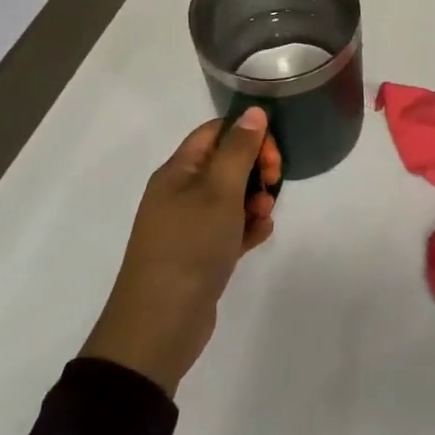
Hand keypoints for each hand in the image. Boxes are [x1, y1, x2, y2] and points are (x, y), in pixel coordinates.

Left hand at [82, 108, 282, 395]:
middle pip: (226, 163)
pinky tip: (259, 237)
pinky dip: (247, 228)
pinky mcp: (200, 253)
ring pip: (231, 197)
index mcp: (178, 171)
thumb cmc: (190, 247)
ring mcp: (189, 225)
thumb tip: (254, 111)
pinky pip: (230, 228)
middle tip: (273, 185)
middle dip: (256, 170)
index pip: (216, 132)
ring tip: (263, 218)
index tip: (274, 155)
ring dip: (255, 201)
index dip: (248, 135)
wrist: (160, 324)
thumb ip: (239, 150)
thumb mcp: (219, 192)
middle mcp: (180, 193)